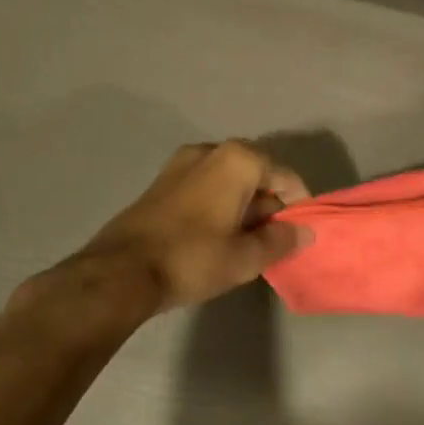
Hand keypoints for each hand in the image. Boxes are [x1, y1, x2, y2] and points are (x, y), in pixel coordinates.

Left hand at [11, 141, 311, 341]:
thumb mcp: (246, 257)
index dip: (299, 206)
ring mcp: (182, 164)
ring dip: (246, 206)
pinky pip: (207, 186)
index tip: (300, 234)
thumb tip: (305, 231)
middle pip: (259, 175)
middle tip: (275, 240)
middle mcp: (211, 150)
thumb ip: (282, 240)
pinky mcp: (162, 182)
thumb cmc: (192, 259)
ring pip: (231, 181)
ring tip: (248, 242)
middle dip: (272, 205)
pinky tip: (219, 237)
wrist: (118, 274)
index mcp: (238, 160)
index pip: (287, 178)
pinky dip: (221, 205)